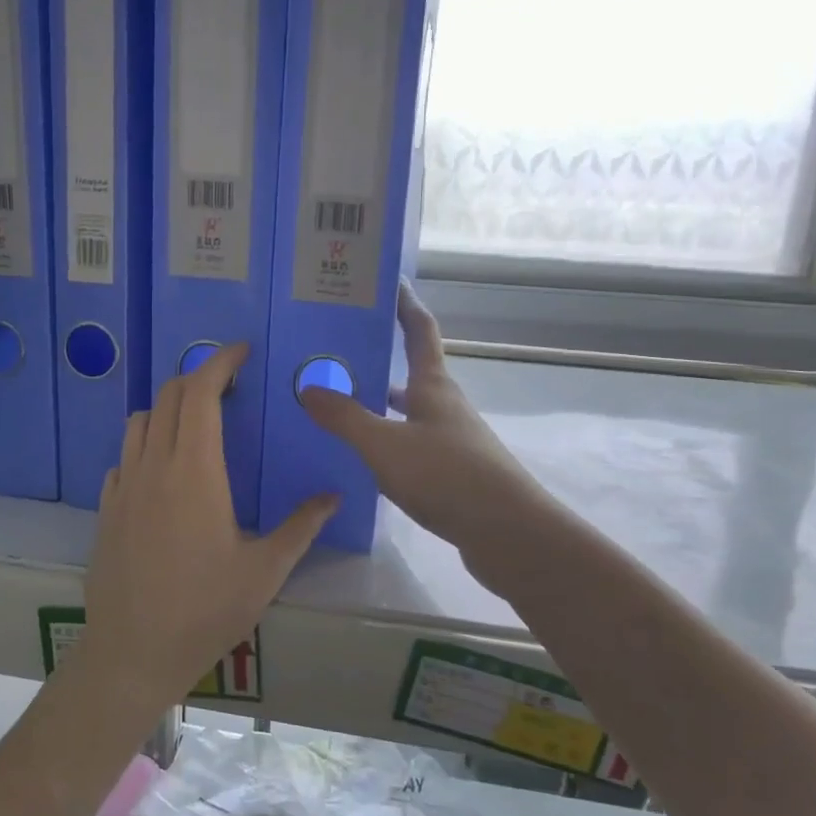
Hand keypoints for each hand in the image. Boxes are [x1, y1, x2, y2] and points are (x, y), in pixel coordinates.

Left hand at [80, 343, 337, 707]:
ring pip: (140, 422)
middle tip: (228, 385)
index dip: (220, 362)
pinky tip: (163, 470)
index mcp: (195, 471)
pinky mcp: (106, 508)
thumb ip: (301, 527)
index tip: (241, 352)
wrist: (132, 652)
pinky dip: (146, 443)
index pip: (201, 393)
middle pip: (170, 397)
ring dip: (169, 407)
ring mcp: (124, 486)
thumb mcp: (265, 571)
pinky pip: (124, 456)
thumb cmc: (205, 610)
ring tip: (196, 422)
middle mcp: (155, 466)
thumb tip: (333, 496)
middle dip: (198, 378)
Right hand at [300, 283, 553, 573]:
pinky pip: (412, 444)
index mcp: (433, 386)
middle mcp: (445, 406)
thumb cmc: (447, 475)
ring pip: (410, 411)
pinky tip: (365, 457)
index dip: (405, 304)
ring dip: (380, 403)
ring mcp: (453, 440)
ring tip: (340, 403)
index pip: (420, 331)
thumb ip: (345, 417)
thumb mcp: (384, 445)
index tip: (389, 282)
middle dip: (380, 358)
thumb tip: (308, 387)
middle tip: (337, 352)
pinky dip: (388, 440)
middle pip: (412, 371)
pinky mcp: (454, 472)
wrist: (507, 533)